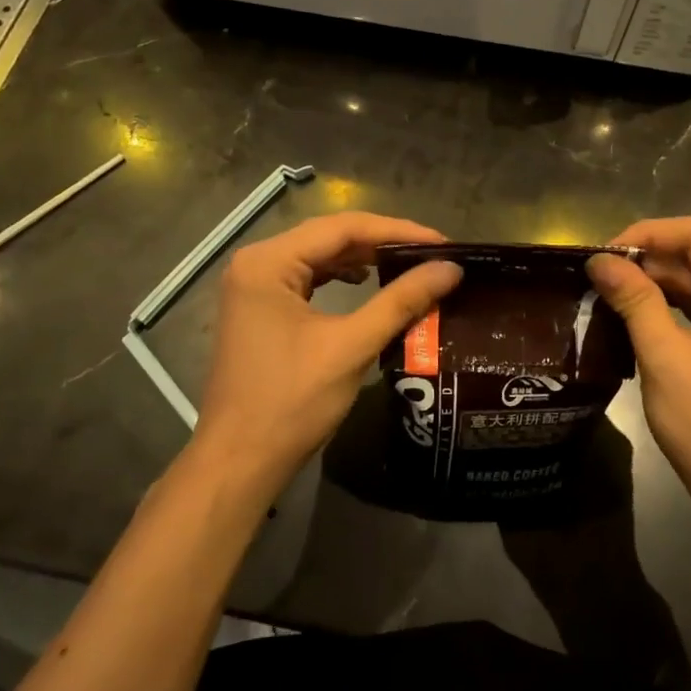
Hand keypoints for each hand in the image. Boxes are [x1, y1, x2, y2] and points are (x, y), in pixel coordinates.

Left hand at [193, 212, 461, 487]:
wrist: (239, 463)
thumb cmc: (291, 402)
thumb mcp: (351, 346)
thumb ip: (401, 301)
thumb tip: (451, 268)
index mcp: (268, 262)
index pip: (343, 227)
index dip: (398, 231)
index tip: (443, 243)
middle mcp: (256, 263)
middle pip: (329, 237)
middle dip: (383, 243)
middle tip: (433, 254)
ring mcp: (254, 287)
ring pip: (319, 257)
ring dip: (363, 259)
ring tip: (409, 265)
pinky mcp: (259, 309)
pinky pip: (308, 279)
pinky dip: (341, 278)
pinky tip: (367, 283)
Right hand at [586, 218, 690, 537]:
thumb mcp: (665, 359)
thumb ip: (635, 301)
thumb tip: (599, 261)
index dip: (646, 234)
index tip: (602, 255)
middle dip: (646, 260)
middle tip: (596, 276)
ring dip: (653, 283)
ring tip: (605, 292)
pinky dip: (667, 305)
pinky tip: (631, 313)